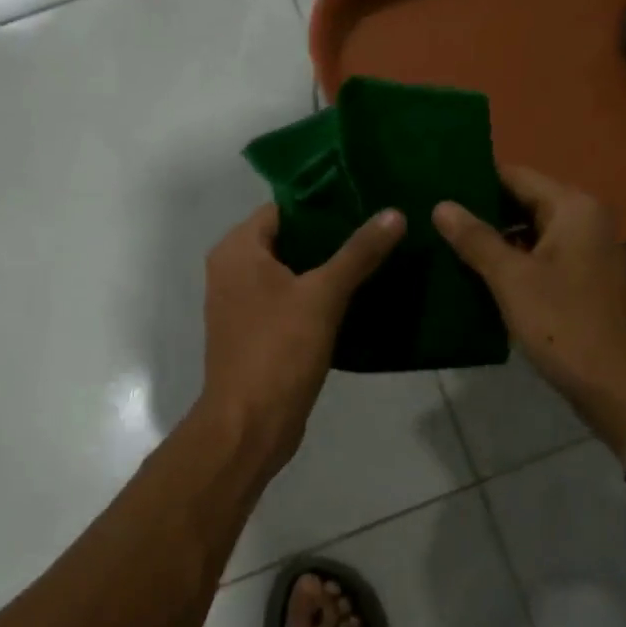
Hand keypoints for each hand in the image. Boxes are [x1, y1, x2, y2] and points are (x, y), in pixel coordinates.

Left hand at [198, 204, 404, 470]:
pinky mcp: (255, 332)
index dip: (323, 204)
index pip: (282, 208)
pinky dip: (316, 297)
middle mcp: (231, 270)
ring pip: (290, 273)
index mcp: (237, 250)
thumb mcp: (323, 296)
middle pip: (288, 240)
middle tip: (378, 231)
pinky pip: (288, 301)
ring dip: (326, 269)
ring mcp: (240, 304)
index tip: (365, 202)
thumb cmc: (279, 350)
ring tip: (375, 259)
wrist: (249, 423)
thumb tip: (394, 213)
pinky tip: (355, 297)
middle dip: (330, 237)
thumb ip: (358, 253)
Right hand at [433, 167, 625, 459]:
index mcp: (574, 208)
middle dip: (480, 214)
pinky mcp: (586, 285)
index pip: (514, 175)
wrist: (625, 391)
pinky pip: (542, 263)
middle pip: (523, 204)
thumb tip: (441, 205)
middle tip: (431, 222)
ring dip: (493, 243)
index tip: (433, 188)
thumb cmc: (567, 326)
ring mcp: (589, 255)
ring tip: (444, 248)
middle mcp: (587, 222)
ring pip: (531, 236)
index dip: (474, 181)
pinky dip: (512, 267)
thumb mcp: (512, 280)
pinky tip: (477, 280)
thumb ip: (476, 239)